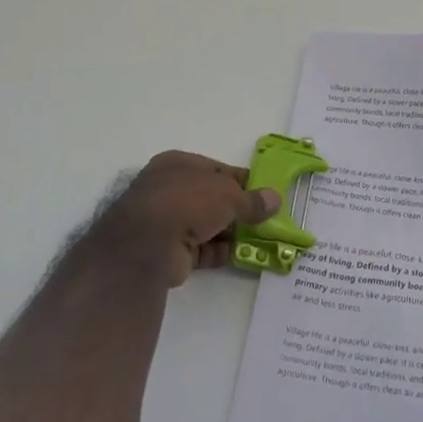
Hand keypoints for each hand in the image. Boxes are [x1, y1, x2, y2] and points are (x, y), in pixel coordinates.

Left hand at [96, 151, 280, 287]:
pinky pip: (201, 249)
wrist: (147, 244)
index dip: (242, 181)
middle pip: (212, 199)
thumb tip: (274, 199)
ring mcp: (167, 221)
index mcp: (179, 164)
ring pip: (207, 225)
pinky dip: (220, 252)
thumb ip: (252, 200)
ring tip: (261, 241)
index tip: (264, 193)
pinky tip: (243, 256)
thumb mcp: (228, 194)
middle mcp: (170, 189)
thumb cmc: (188, 201)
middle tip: (265, 220)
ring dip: (231, 233)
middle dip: (238, 210)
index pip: (217, 169)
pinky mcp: (168, 251)